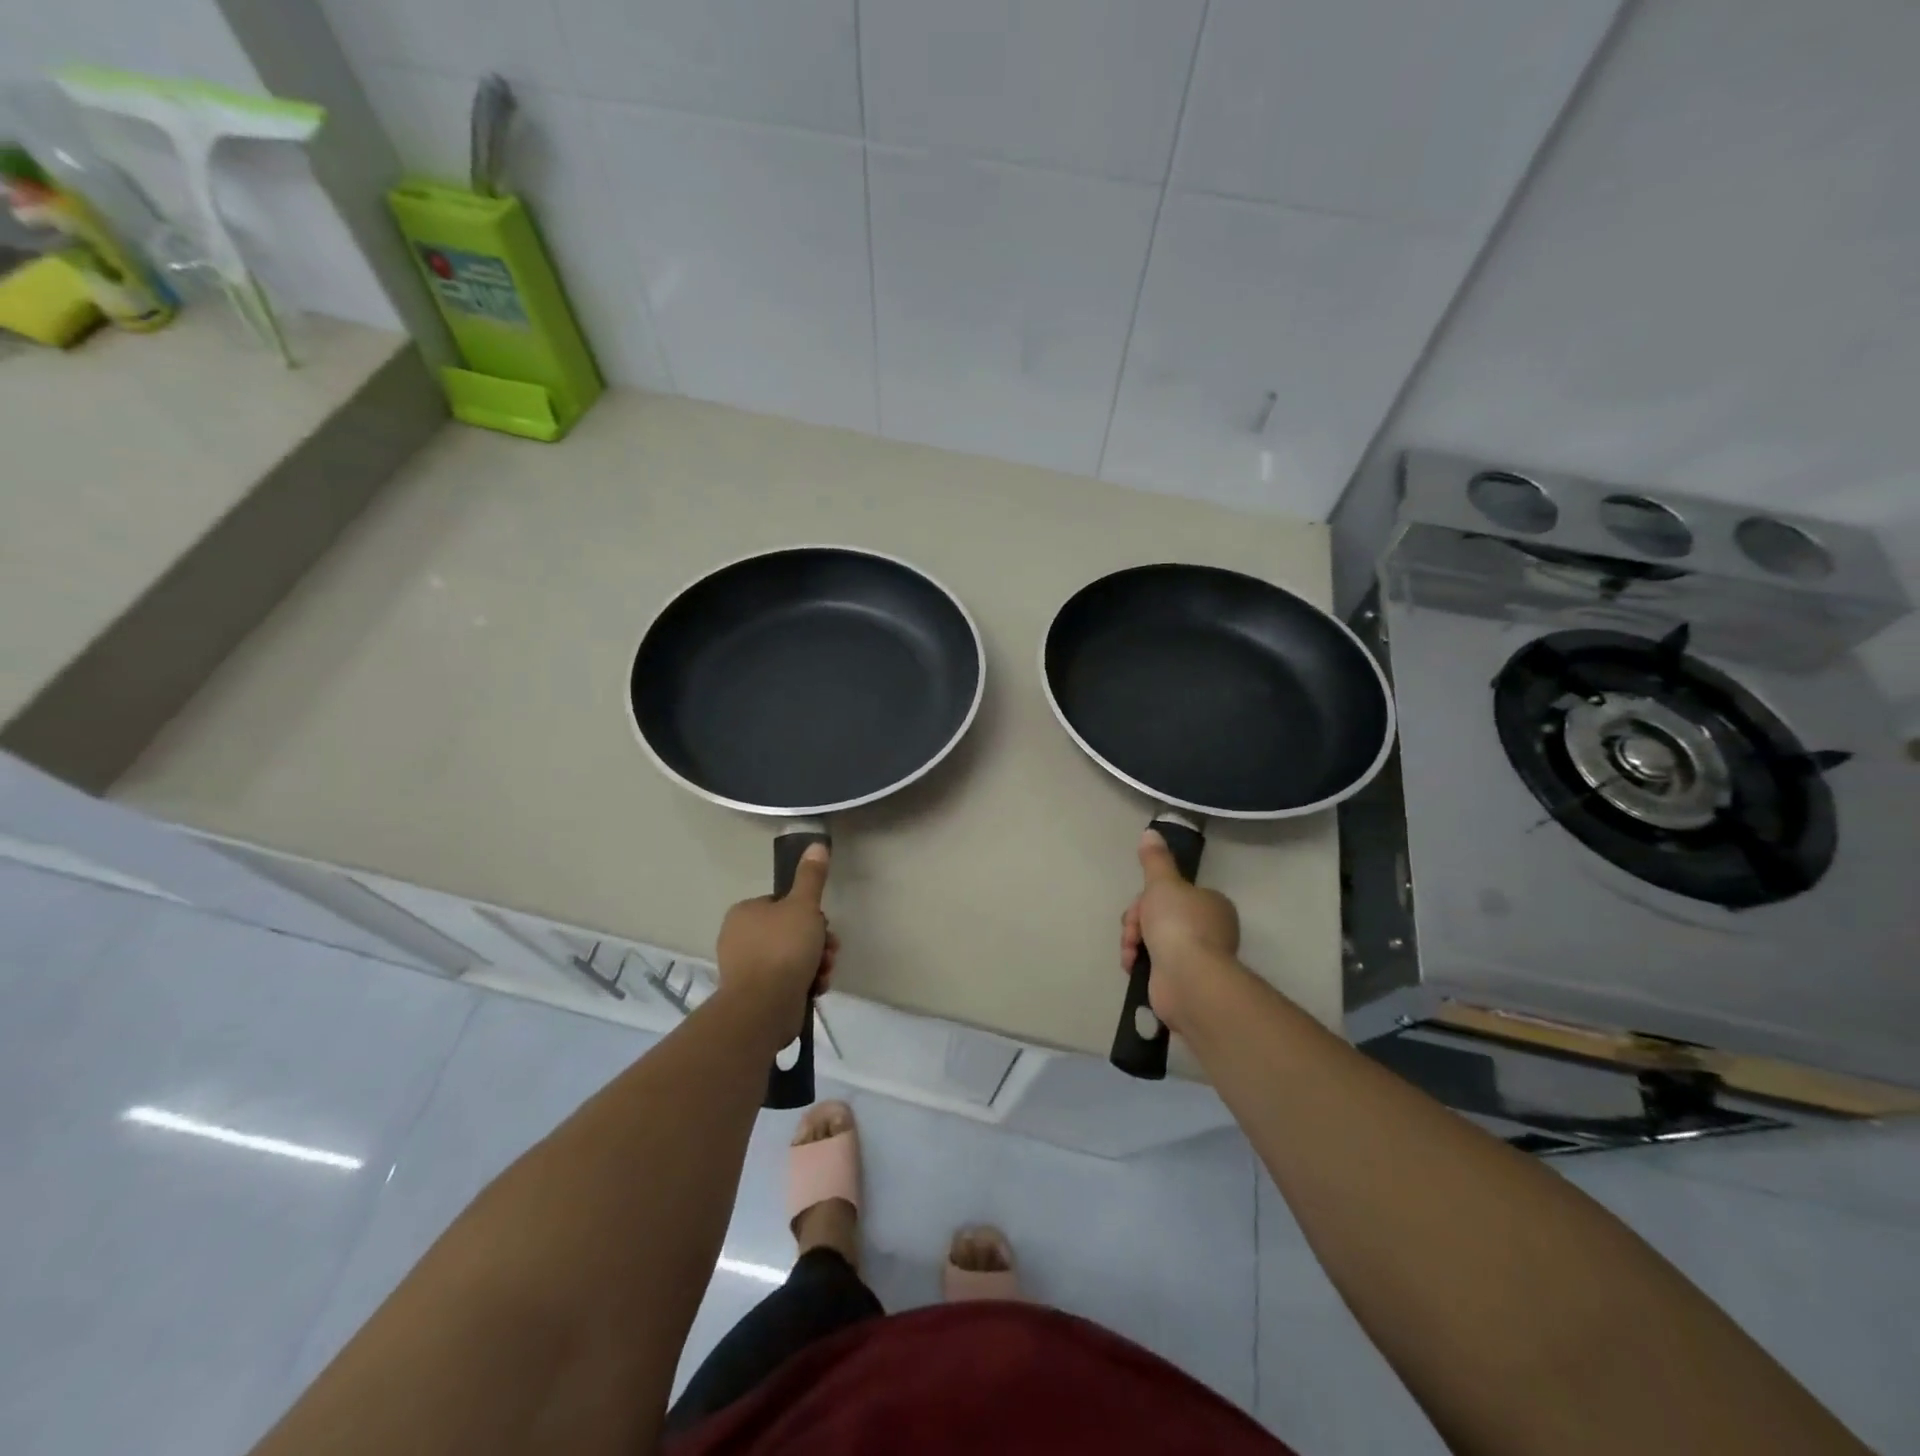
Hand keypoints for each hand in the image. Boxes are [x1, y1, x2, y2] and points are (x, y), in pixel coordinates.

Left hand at [715, 843, 838, 1031]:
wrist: (764, 1007)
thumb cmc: (783, 948)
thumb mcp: (803, 906)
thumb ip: (811, 877)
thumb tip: (816, 843)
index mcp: (745, 913)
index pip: (783, 904)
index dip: (809, 913)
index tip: (823, 924)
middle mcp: (740, 938)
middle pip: (791, 931)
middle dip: (817, 941)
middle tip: (830, 949)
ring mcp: (746, 968)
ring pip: (792, 957)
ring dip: (816, 962)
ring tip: (825, 971)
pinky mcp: (756, 994)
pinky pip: (787, 980)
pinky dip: (805, 981)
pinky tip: (817, 987)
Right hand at [1120, 829, 1241, 1033]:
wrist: (1187, 979)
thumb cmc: (1178, 924)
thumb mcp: (1162, 883)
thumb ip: (1154, 859)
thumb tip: (1151, 831)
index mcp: (1210, 904)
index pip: (1171, 894)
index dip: (1147, 898)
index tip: (1139, 905)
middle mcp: (1209, 929)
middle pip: (1158, 916)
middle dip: (1138, 923)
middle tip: (1133, 932)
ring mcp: (1197, 957)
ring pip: (1153, 940)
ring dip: (1134, 943)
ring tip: (1131, 954)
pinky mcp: (1183, 980)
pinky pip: (1154, 964)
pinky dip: (1140, 964)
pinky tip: (1133, 967)